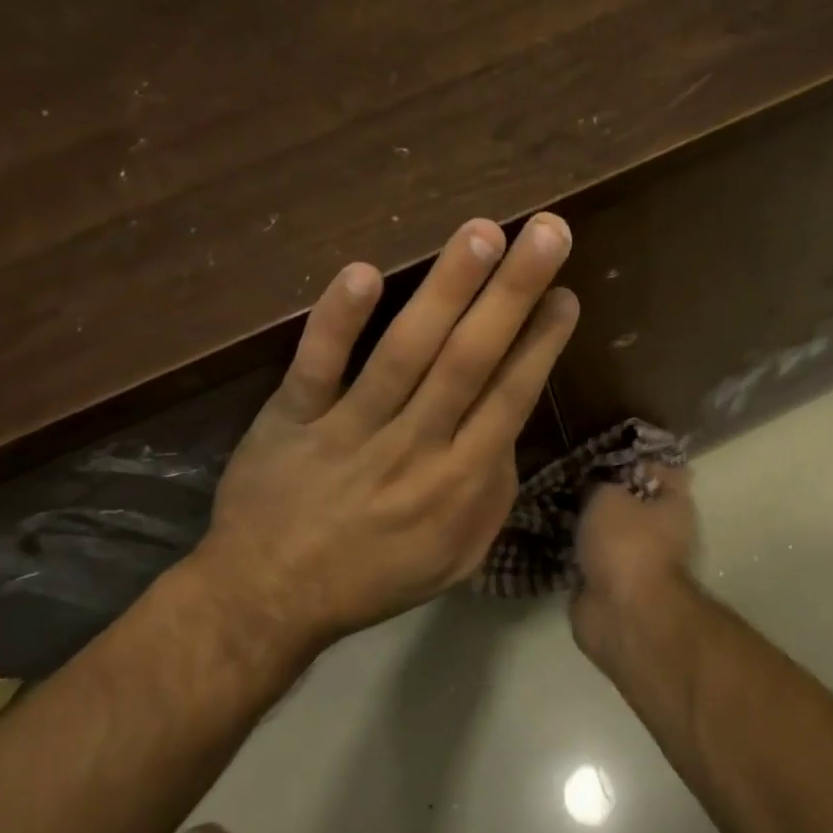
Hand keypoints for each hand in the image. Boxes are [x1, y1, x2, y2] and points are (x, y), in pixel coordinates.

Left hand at [189, 214, 579, 650]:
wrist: (267, 601)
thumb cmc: (375, 575)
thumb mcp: (459, 554)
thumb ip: (493, 488)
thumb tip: (510, 420)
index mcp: (458, 483)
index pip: (510, 399)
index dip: (541, 343)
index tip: (564, 293)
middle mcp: (413, 447)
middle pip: (470, 360)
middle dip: (512, 293)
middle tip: (546, 231)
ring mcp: (349, 431)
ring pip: (405, 352)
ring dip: (446, 290)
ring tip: (480, 234)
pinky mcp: (290, 419)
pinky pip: (316, 366)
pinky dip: (338, 321)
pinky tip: (364, 271)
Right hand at [570, 464, 698, 660]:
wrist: (622, 613)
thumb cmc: (627, 543)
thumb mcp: (608, 496)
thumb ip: (601, 485)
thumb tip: (596, 488)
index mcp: (673, 507)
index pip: (661, 473)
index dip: (635, 462)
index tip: (603, 454)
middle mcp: (660, 534)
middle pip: (630, 505)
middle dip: (603, 495)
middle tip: (570, 478)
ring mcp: (634, 563)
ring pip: (606, 534)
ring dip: (585, 525)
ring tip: (552, 502)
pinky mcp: (608, 588)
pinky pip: (588, 561)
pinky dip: (572, 553)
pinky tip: (546, 535)